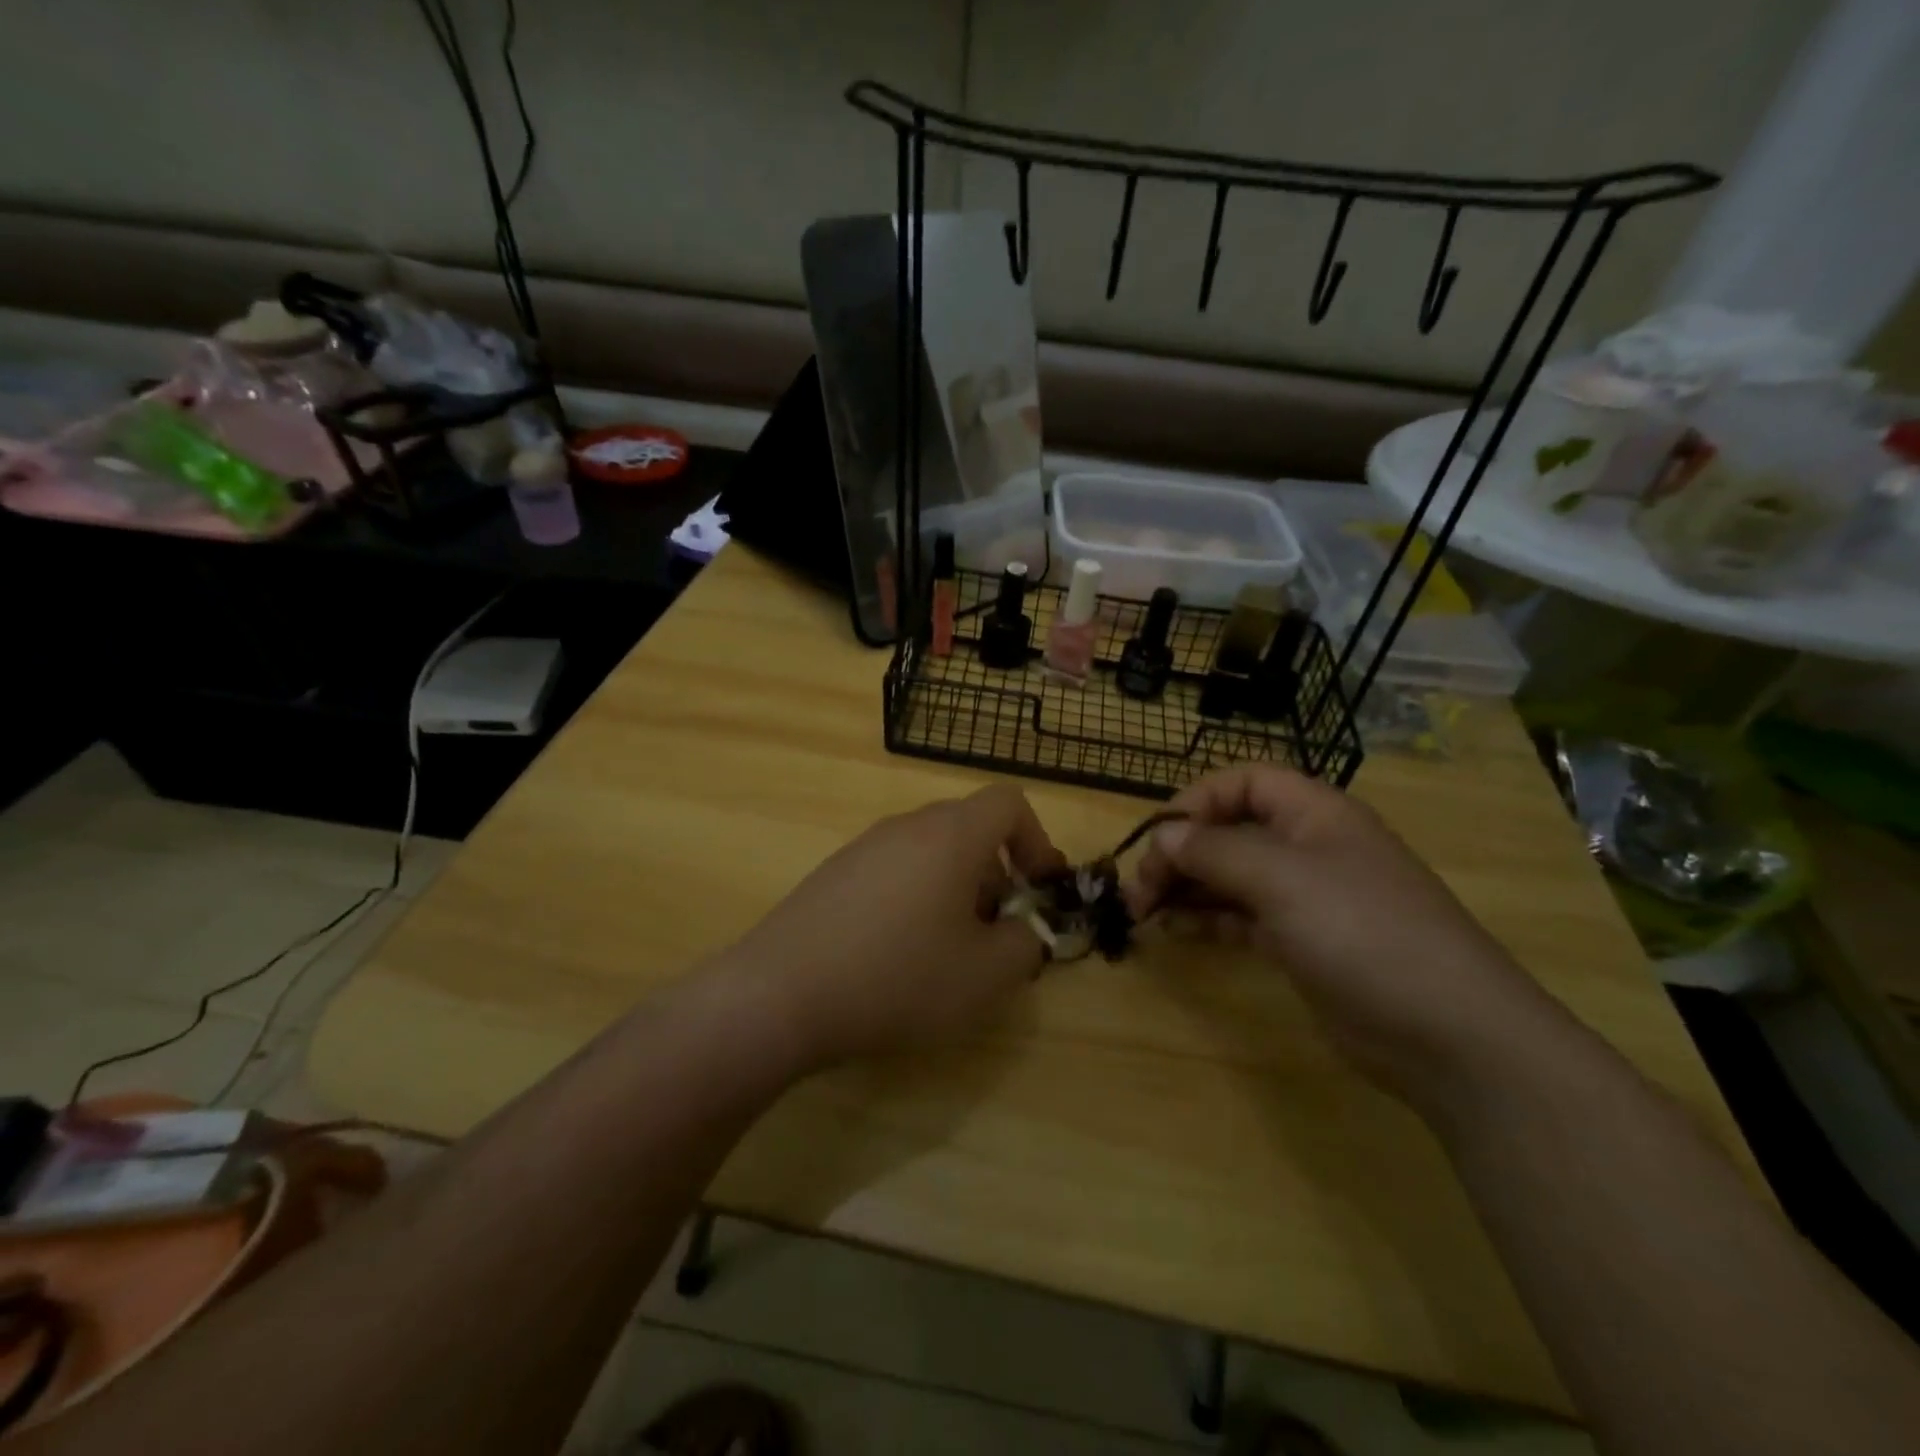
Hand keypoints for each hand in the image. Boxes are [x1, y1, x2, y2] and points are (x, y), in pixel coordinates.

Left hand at [725, 784, 1065, 1068]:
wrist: (780, 994)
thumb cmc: (898, 977)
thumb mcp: (986, 975)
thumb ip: (1027, 944)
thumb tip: (1025, 930)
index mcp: (950, 835)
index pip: (1009, 803)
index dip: (1037, 841)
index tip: (1039, 891)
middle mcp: (906, 826)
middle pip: (970, 828)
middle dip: (998, 875)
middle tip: (997, 932)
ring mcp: (864, 847)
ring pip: (931, 852)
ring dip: (956, 890)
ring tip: (949, 951)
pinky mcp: (834, 874)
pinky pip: (894, 871)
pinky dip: (916, 898)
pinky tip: (899, 954)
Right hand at [1129, 765, 1560, 1106]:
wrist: (1448, 1034)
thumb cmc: (1362, 932)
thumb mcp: (1281, 878)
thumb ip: (1214, 850)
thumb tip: (1163, 835)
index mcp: (1314, 813)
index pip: (1242, 783)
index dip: (1195, 801)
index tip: (1156, 839)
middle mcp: (1308, 847)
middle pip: (1229, 830)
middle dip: (1180, 852)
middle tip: (1138, 889)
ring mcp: (1307, 897)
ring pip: (1231, 876)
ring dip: (1186, 887)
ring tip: (1144, 912)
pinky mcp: (1303, 943)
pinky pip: (1242, 917)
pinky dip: (1207, 919)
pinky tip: (1177, 932)